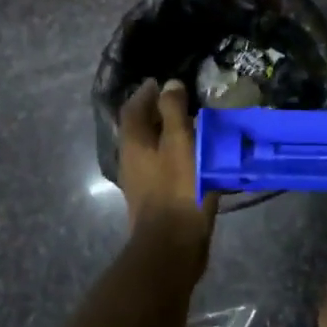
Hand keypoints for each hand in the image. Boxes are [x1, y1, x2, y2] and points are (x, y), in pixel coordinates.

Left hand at [118, 78, 215, 247]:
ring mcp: (141, 182)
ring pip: (151, 149)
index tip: (161, 82)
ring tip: (192, 127)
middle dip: (156, 113)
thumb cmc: (178, 188)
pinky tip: (195, 158)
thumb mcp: (179, 142)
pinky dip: (175, 155)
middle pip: (140, 129)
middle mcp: (131, 160)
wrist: (173, 245)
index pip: (132, 108)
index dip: (145, 93)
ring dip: (167, 135)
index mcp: (133, 143)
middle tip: (180, 101)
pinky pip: (163, 167)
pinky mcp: (155, 199)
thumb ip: (173, 111)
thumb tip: (169, 84)